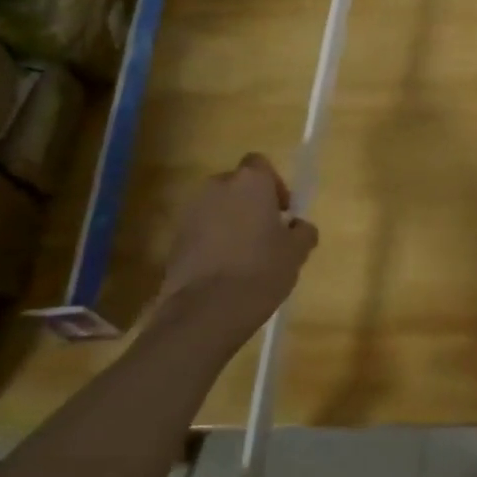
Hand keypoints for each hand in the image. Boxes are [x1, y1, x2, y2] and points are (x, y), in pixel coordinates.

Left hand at [154, 154, 317, 349]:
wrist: (205, 311)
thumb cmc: (260, 271)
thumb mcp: (297, 252)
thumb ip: (302, 232)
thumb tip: (298, 226)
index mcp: (250, 182)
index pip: (260, 165)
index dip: (274, 185)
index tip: (282, 212)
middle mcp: (217, 187)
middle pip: (237, 186)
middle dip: (250, 204)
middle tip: (265, 234)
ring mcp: (191, 212)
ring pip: (217, 208)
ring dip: (230, 223)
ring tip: (244, 256)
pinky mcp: (174, 239)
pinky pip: (201, 231)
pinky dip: (212, 242)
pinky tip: (224, 271)